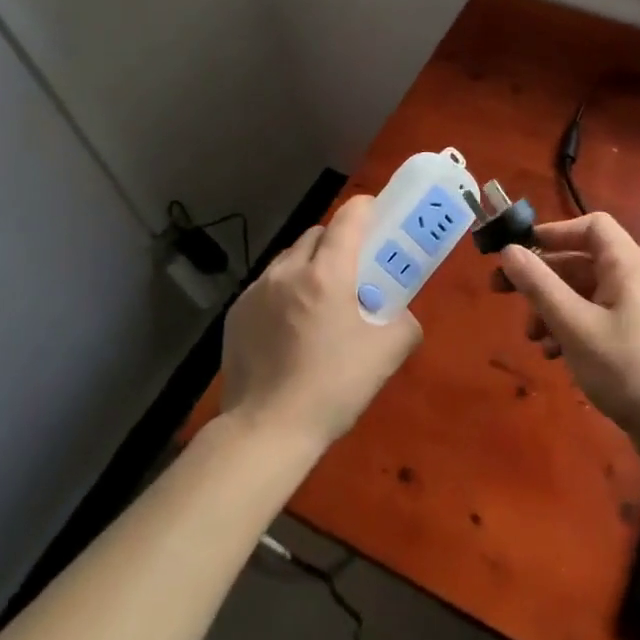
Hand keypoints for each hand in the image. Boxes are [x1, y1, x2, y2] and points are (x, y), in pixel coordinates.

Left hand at [220, 193, 422, 452]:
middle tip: (353, 269)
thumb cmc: (333, 387)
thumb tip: (400, 314)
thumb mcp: (388, 354)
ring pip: (289, 258)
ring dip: (308, 265)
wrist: (266, 430)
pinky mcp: (236, 313)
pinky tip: (290, 326)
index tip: (378, 214)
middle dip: (338, 241)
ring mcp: (256, 291)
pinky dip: (283, 291)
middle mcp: (288, 271)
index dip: (366, 208)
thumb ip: (404, 322)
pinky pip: (267, 285)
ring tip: (319, 300)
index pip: (349, 218)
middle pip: (317, 234)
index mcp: (327, 274)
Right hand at [497, 213, 639, 447]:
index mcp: (624, 265)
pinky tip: (552, 354)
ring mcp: (632, 310)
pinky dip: (568, 328)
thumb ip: (539, 285)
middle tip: (501, 290)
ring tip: (531, 335)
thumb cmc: (624, 366)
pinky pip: (592, 317)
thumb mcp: (573, 324)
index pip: (591, 225)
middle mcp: (631, 279)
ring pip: (582, 292)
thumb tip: (508, 250)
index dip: (555, 231)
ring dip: (550, 307)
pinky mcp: (630, 338)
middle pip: (580, 260)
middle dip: (541, 275)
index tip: (522, 250)